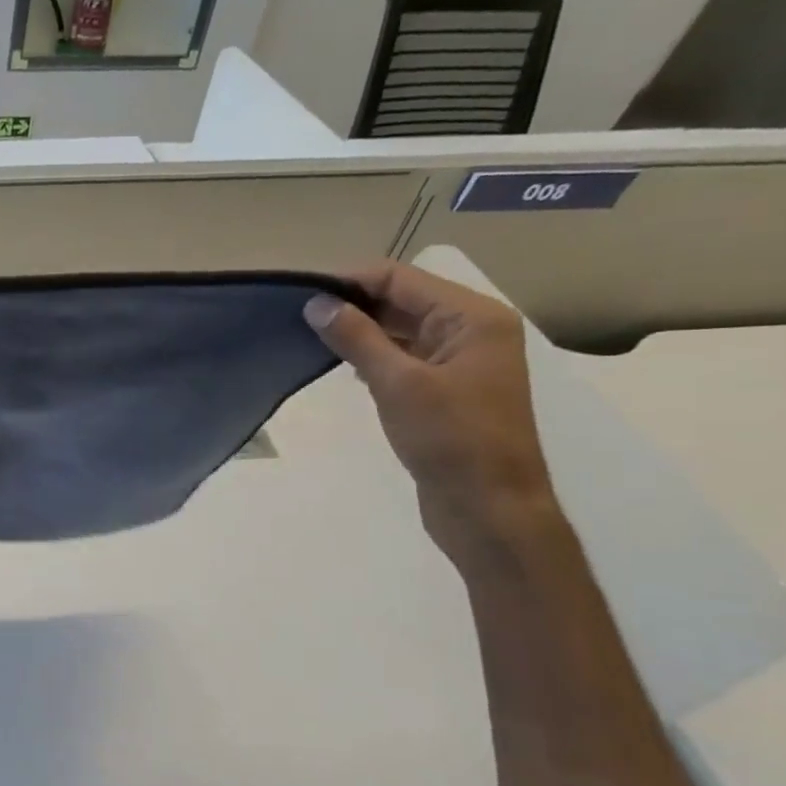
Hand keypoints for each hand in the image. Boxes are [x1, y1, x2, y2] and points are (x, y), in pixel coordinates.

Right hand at [304, 262, 557, 564]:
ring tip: (309, 336)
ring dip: (360, 330)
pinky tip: (341, 365)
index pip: (402, 279)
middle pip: (403, 299)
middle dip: (353, 303)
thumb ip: (357, 338)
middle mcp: (471, 330)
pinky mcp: (445, 388)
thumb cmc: (451, 440)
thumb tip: (317, 304)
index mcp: (473, 318)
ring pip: (401, 329)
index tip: (300, 292)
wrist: (488, 507)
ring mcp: (460, 360)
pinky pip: (404, 356)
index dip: (351, 280)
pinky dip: (373, 354)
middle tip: (297, 315)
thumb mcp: (399, 384)